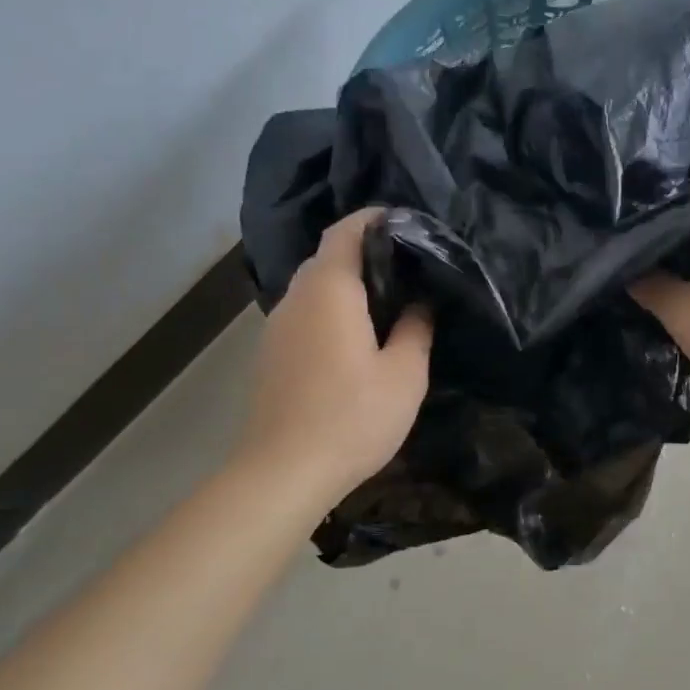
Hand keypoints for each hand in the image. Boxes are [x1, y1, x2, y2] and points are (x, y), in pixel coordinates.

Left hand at [239, 208, 432, 500]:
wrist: (283, 471)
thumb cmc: (352, 418)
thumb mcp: (404, 375)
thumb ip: (416, 329)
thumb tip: (419, 302)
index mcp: (330, 291)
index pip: (346, 231)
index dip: (374, 218)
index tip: (406, 222)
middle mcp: (296, 297)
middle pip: (328, 257)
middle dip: (365, 252)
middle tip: (407, 267)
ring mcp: (276, 326)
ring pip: (314, 288)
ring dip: (346, 285)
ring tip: (386, 302)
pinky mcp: (270, 354)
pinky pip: (304, 314)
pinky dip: (330, 311)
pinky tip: (354, 338)